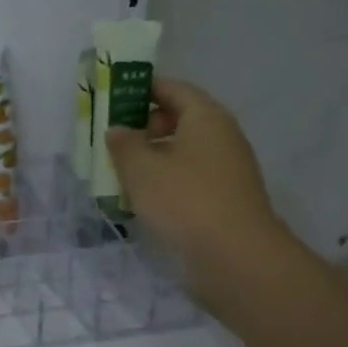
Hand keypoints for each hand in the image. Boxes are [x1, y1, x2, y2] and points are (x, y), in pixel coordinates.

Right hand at [106, 78, 301, 314]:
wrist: (236, 258)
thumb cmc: (185, 201)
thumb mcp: (141, 169)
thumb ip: (124, 144)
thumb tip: (118, 130)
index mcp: (205, 117)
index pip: (172, 88)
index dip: (140, 89)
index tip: (110, 99)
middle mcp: (221, 137)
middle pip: (178, 119)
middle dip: (142, 127)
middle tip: (111, 142)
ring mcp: (226, 170)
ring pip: (181, 152)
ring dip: (151, 159)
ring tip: (119, 174)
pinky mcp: (224, 200)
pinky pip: (188, 179)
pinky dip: (165, 182)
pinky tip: (142, 200)